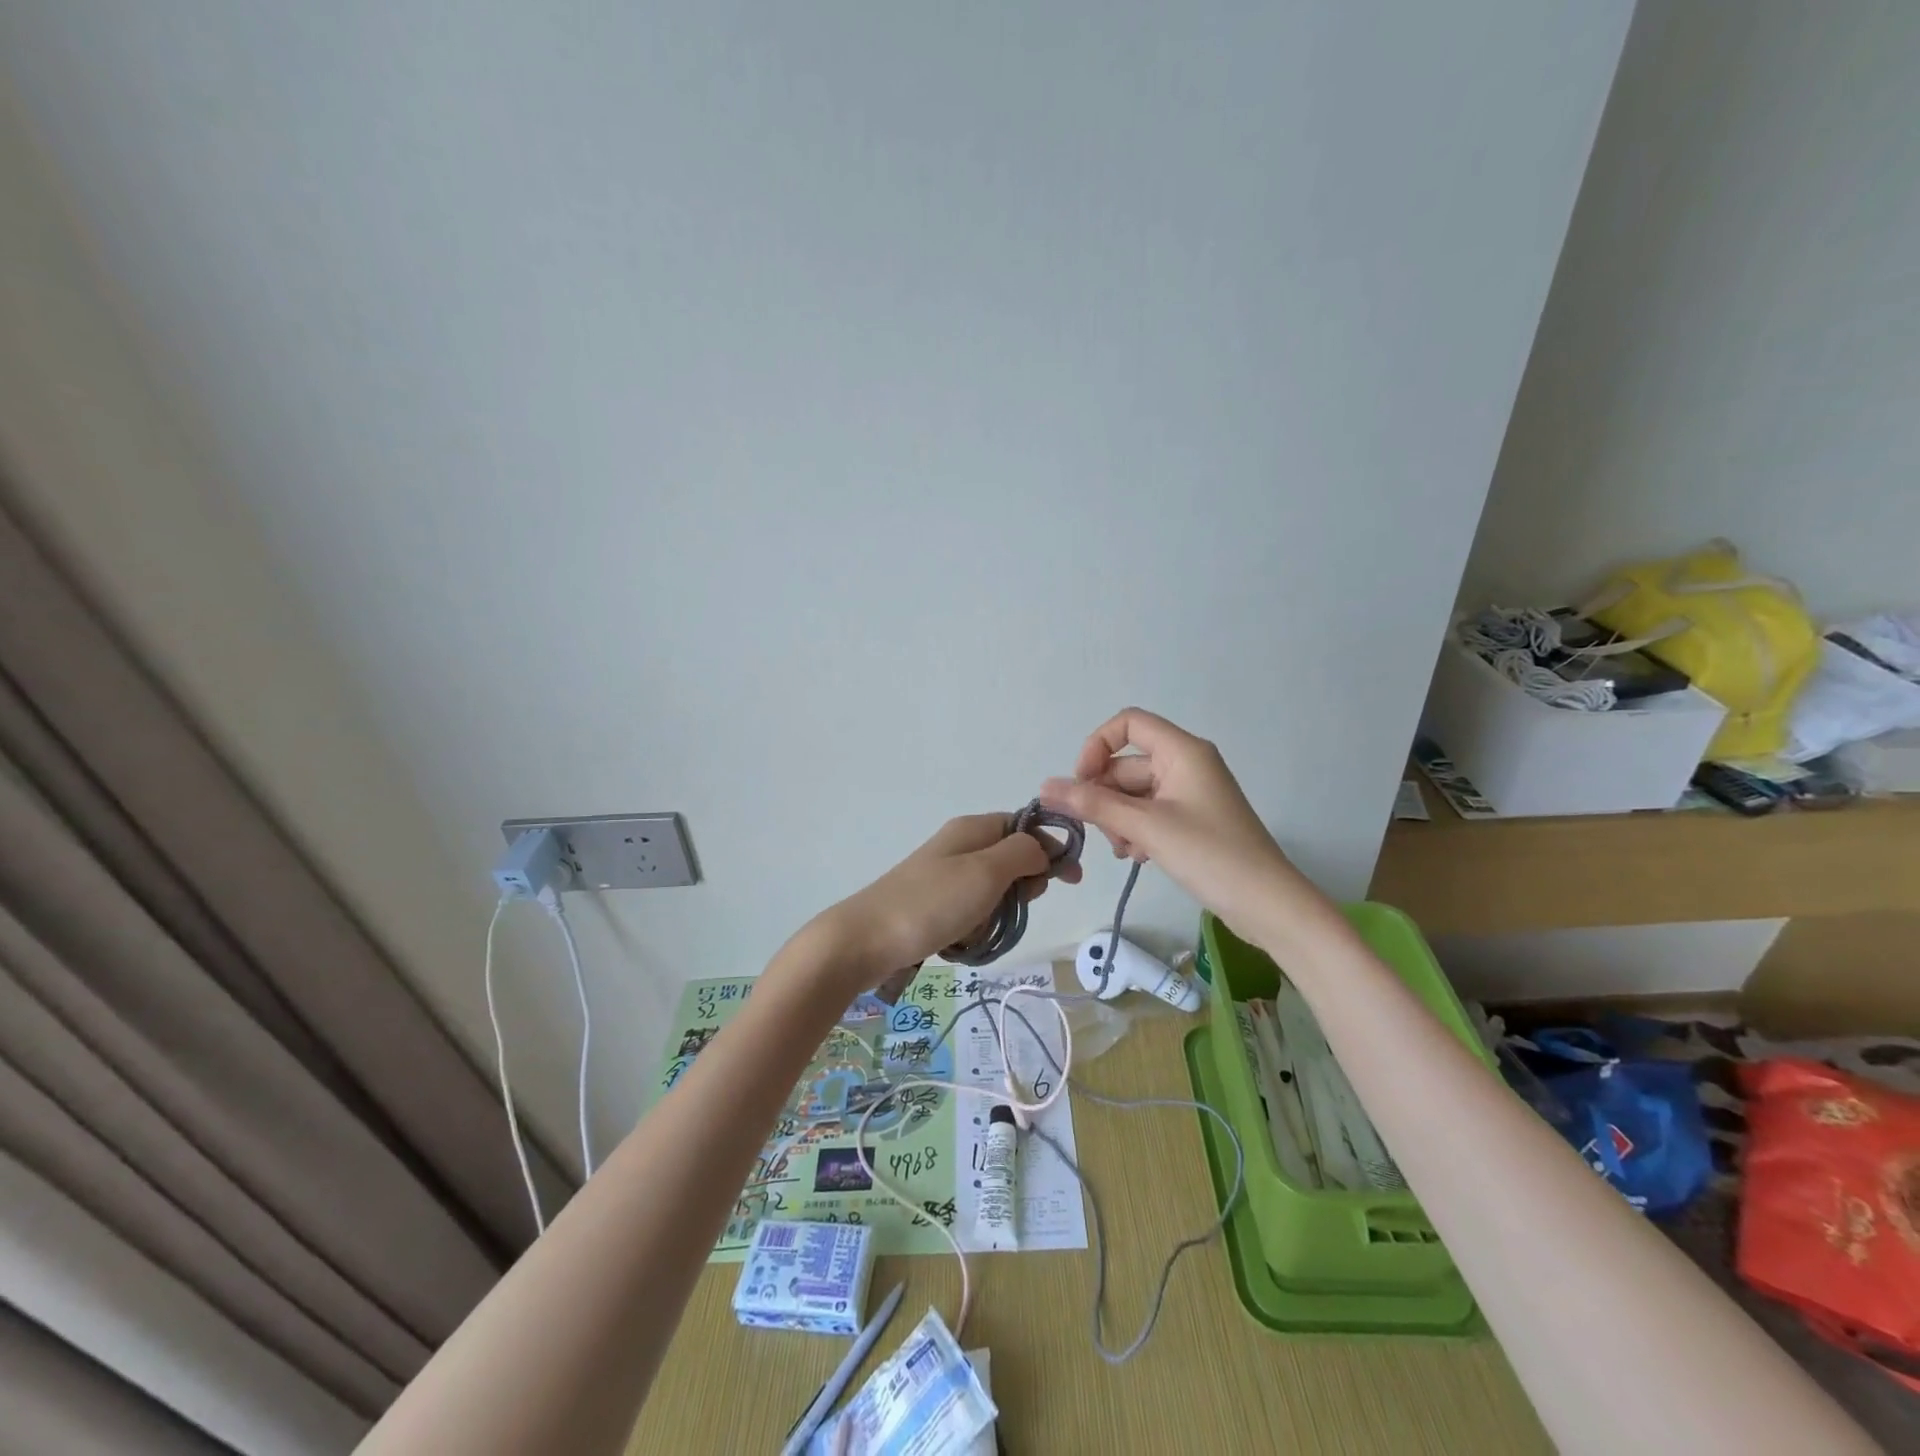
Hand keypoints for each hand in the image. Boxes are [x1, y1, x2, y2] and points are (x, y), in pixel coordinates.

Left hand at [812, 813, 1080, 990]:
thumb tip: (1043, 848)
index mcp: (973, 828)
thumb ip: (1023, 852)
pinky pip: (972, 913)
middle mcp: (960, 846)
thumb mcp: (986, 871)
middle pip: (1013, 859)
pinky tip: (962, 942)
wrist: (864, 941)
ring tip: (978, 930)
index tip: (1070, 880)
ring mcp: (945, 876)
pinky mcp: (933, 905)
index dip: (1052, 848)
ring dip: (997, 914)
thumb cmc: (930, 903)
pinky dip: (975, 928)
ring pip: (994, 892)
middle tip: (1011, 907)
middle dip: (1021, 887)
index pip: (1027, 826)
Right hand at [1039, 707, 1307, 938]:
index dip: (1097, 746)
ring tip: (1125, 851)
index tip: (1080, 783)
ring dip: (1119, 819)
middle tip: (1097, 832)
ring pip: (1134, 793)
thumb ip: (1094, 804)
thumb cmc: (1210, 855)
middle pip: (1126, 764)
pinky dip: (1136, 831)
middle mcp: (1185, 764)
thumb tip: (1046, 786)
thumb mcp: (1146, 827)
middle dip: (1105, 796)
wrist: (1267, 905)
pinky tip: (1138, 857)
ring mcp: (1189, 793)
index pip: (1128, 723)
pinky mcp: (1192, 820)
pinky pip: (1150, 813)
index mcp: (1182, 751)